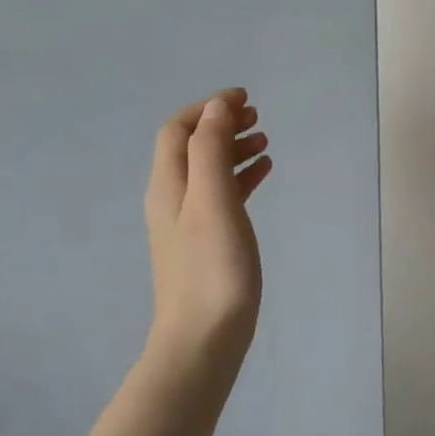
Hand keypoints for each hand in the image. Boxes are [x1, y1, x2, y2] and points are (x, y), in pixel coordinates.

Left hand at [142, 90, 271, 377]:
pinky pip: (222, 195)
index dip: (208, 107)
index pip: (178, 130)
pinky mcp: (207, 242)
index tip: (245, 98)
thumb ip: (210, 150)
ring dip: (233, 149)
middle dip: (221, 125)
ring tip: (266, 142)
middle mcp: (172, 198)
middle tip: (258, 118)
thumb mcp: (212, 201)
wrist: (204, 338)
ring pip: (209, 171)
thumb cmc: (213, 267)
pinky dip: (241, 177)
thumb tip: (216, 108)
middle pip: (191, 147)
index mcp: (168, 185)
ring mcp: (189, 222)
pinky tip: (264, 174)